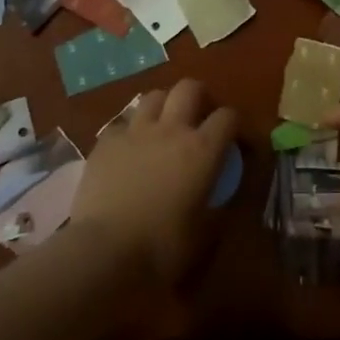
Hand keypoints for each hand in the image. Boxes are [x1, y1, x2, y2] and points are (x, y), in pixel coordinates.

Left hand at [69, 80, 237, 286]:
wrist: (104, 251)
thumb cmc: (163, 246)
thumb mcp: (204, 233)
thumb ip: (218, 207)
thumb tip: (222, 200)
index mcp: (203, 149)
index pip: (228, 117)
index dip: (234, 125)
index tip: (234, 141)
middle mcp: (171, 129)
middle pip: (189, 88)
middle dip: (199, 96)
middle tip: (199, 117)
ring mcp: (135, 132)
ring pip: (154, 96)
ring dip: (164, 106)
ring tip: (163, 127)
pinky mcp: (105, 142)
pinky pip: (123, 123)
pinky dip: (131, 131)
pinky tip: (129, 149)